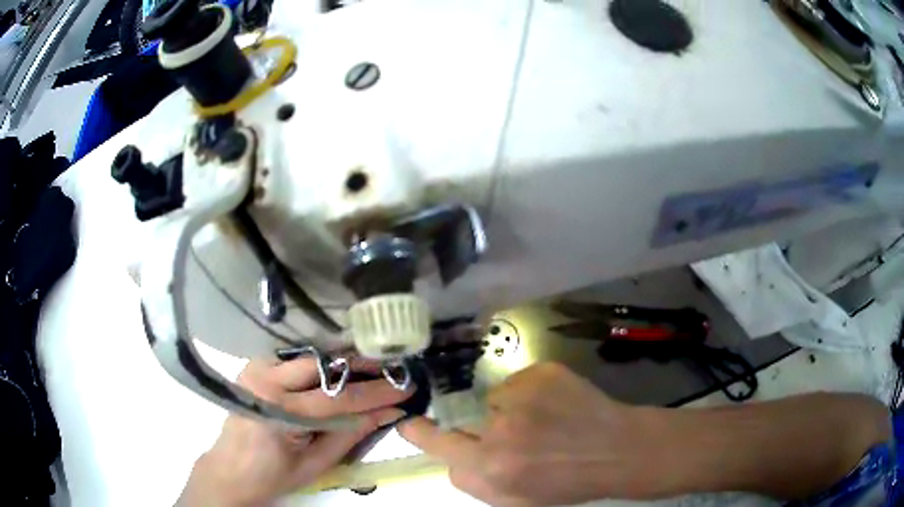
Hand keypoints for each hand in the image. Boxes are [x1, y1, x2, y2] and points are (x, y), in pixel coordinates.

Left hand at [179, 358, 412, 506]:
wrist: (229, 470)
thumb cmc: (272, 475)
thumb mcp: (316, 463)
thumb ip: (351, 434)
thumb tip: (388, 413)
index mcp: (280, 412)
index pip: (339, 398)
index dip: (376, 394)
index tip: (406, 389)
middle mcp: (265, 380)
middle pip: (323, 366)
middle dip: (360, 367)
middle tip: (391, 370)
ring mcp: (255, 369)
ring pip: (309, 358)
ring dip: (340, 363)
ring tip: (371, 370)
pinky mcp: (253, 367)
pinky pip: (293, 361)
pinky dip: (318, 366)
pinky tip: (336, 373)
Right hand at [399, 362, 654, 505]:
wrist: (619, 450)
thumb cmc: (568, 483)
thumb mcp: (517, 502)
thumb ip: (475, 482)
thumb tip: (452, 459)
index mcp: (491, 468)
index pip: (436, 443)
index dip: (422, 433)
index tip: (410, 423)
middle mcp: (499, 430)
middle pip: (462, 419)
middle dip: (477, 428)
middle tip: (514, 434)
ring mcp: (522, 396)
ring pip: (491, 401)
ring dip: (506, 413)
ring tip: (543, 424)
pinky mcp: (541, 372)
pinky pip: (515, 383)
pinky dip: (527, 395)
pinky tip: (555, 408)